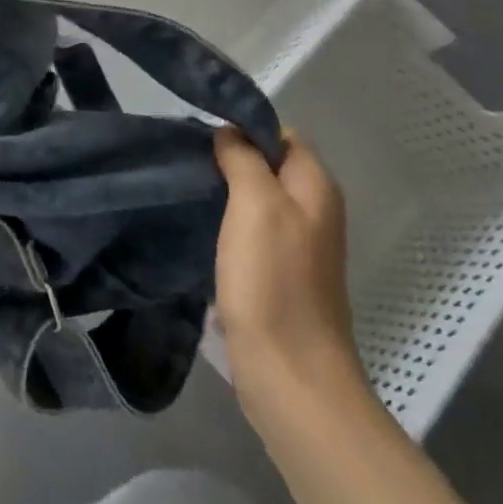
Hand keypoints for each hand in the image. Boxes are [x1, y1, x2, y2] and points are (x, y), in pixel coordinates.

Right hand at [213, 129, 365, 415]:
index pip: (282, 135)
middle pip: (268, 167)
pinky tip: (199, 231)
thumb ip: (245, 159)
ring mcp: (297, 246)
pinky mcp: (278, 275)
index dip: (245, 130)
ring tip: (186, 191)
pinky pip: (250, 232)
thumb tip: (229, 132)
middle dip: (229, 160)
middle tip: (188, 163)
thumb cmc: (272, 281)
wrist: (288, 373)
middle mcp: (314, 211)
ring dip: (223, 194)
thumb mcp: (256, 204)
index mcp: (316, 188)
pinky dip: (225, 226)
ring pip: (256, 200)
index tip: (203, 136)